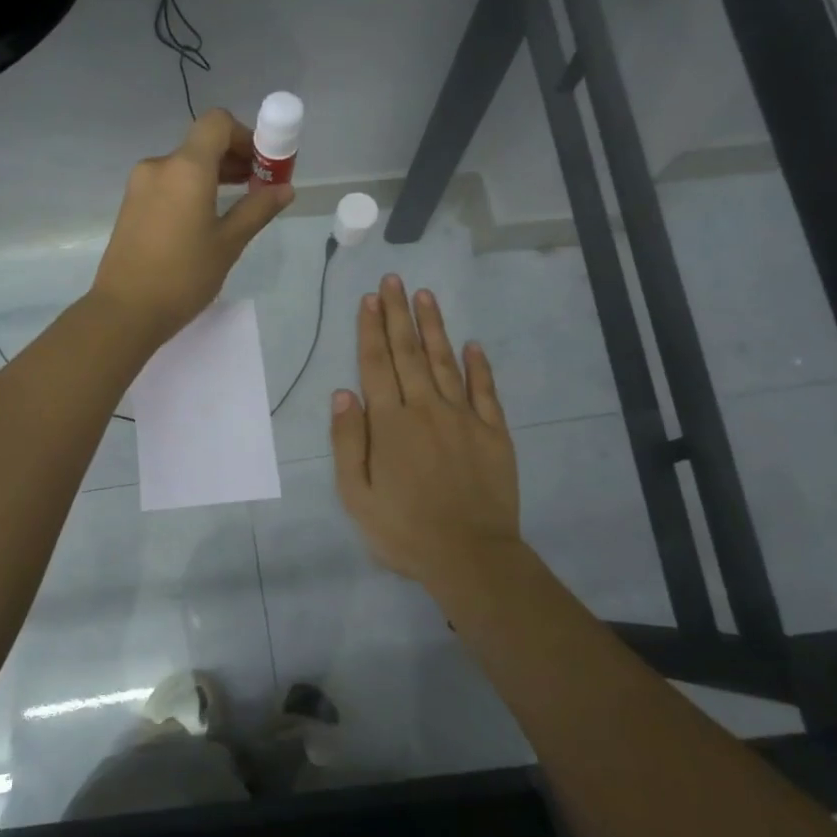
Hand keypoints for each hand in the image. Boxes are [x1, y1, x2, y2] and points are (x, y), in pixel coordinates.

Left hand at [90, 109, 294, 347]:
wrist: (125, 311)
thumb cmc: (183, 276)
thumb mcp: (229, 243)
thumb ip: (258, 209)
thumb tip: (285, 189)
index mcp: (186, 168)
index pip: (217, 123)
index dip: (245, 135)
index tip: (262, 164)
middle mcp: (159, 166)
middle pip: (202, 144)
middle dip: (234, 157)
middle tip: (258, 187)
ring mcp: (140, 185)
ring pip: (184, 165)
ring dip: (213, 175)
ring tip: (235, 206)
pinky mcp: (131, 205)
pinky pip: (168, 183)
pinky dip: (191, 189)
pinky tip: (204, 220)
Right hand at [331, 276, 521, 587]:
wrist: (470, 556)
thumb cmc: (403, 530)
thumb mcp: (356, 494)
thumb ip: (349, 440)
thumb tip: (343, 393)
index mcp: (390, 423)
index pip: (376, 364)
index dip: (371, 329)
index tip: (370, 298)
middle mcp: (426, 409)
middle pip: (408, 353)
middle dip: (398, 314)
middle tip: (394, 280)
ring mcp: (464, 418)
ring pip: (445, 362)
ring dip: (433, 327)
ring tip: (425, 295)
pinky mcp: (494, 433)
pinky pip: (485, 391)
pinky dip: (478, 365)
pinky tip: (472, 344)